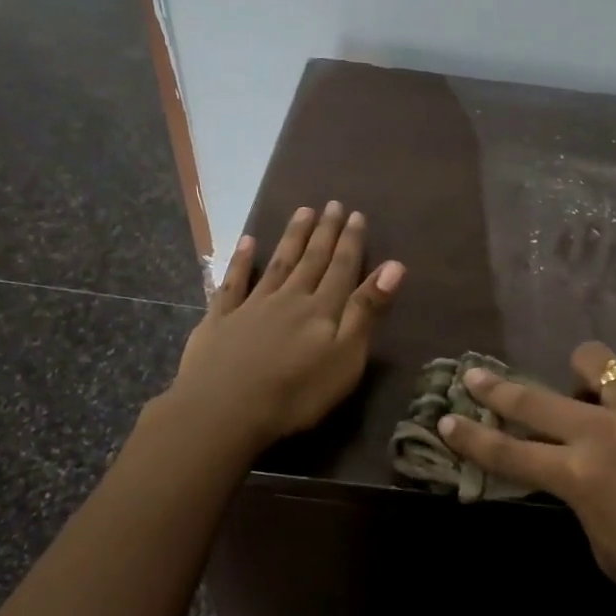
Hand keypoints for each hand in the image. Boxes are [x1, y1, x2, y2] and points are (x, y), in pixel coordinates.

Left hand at [169, 203, 404, 450]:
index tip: (356, 215)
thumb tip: (394, 266)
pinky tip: (247, 241)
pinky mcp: (220, 320)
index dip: (350, 242)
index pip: (341, 268)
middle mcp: (289, 298)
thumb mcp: (346, 357)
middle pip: (311, 260)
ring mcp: (252, 306)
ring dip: (291, 237)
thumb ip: (367, 311)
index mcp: (322, 309)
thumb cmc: (296, 392)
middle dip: (324, 232)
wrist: (224, 411)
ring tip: (302, 211)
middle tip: (332, 204)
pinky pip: (233, 283)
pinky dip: (240, 260)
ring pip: (277, 263)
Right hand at [437, 342, 615, 615]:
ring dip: (583, 380)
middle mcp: (609, 429)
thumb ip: (583, 500)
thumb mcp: (609, 550)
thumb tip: (578, 473)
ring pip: (597, 360)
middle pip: (535, 398)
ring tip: (595, 402)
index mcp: (583, 478)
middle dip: (497, 389)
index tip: (445, 419)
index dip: (472, 437)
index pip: (508, 452)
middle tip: (476, 377)